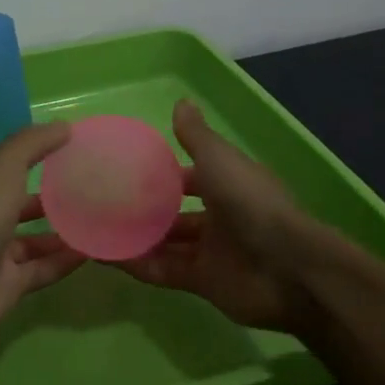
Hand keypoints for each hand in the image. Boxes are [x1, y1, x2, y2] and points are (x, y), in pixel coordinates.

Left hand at [0, 121, 83, 360]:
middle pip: (23, 203)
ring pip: (35, 239)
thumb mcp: (2, 168)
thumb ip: (33, 144)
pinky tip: (92, 252)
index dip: (39, 154)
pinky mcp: (9, 286)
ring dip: (63, 231)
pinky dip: (65, 261)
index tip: (74, 149)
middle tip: (92, 189)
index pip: (11, 165)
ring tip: (99, 221)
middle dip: (53, 197)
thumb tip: (65, 127)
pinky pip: (43, 269)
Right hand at [113, 101, 321, 335]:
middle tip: (104, 202)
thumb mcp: (219, 160)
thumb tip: (181, 102)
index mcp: (228, 184)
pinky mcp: (203, 282)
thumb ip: (196, 136)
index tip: (129, 169)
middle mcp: (220, 216)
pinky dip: (138, 264)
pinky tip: (105, 256)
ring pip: (166, 242)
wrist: (288, 268)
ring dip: (136, 237)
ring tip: (96, 228)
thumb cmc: (251, 203)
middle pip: (175, 212)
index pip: (191, 175)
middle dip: (145, 208)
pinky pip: (163, 270)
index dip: (164, 173)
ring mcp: (211, 251)